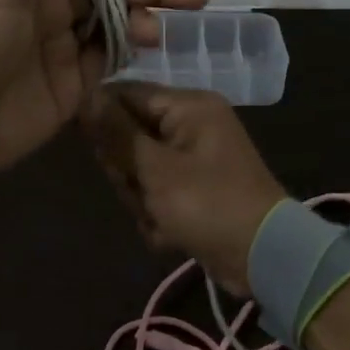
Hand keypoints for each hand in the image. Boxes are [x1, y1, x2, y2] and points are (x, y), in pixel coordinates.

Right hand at [81, 82, 287, 294]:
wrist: (263, 256)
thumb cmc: (208, 203)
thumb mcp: (156, 168)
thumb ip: (117, 133)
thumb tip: (86, 96)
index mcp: (189, 106)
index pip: (127, 93)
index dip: (102, 118)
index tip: (89, 147)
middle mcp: (192, 124)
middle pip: (130, 134)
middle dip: (128, 170)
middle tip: (141, 191)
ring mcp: (194, 157)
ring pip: (140, 168)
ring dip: (142, 198)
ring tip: (160, 218)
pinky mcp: (195, 187)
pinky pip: (158, 191)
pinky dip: (158, 213)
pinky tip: (170, 232)